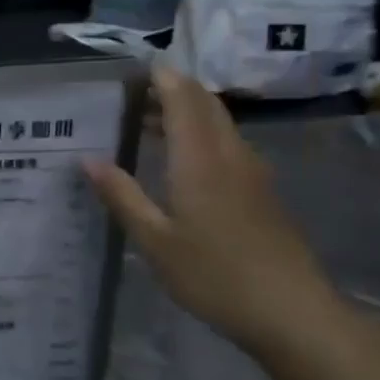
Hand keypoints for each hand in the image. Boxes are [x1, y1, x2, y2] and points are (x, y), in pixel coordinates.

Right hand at [84, 66, 345, 357]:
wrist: (293, 313)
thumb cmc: (214, 275)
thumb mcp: (154, 240)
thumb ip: (121, 196)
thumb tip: (87, 158)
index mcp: (200, 159)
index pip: (183, 98)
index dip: (161, 77)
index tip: (132, 66)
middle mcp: (230, 155)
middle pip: (205, 104)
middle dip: (172, 89)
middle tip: (131, 93)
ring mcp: (252, 173)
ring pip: (219, 124)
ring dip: (186, 112)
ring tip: (146, 122)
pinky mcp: (262, 192)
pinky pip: (228, 145)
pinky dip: (200, 136)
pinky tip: (179, 161)